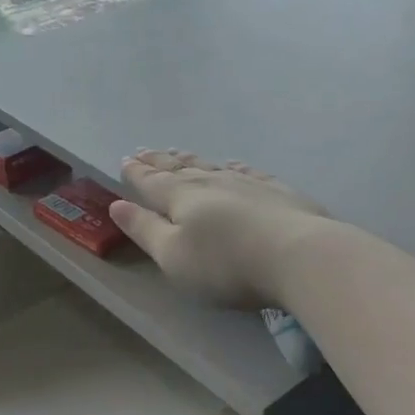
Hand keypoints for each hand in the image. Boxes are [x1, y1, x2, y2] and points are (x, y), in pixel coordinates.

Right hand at [110, 150, 329, 309]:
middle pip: (179, 168)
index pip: (152, 182)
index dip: (136, 173)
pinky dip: (234, 166)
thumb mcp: (172, 256)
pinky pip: (248, 172)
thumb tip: (116, 204)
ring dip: (191, 159)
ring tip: (178, 152)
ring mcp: (246, 183)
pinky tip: (233, 163)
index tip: (125, 160)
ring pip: (211, 165)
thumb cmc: (225, 264)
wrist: (299, 256)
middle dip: (159, 161)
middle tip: (144, 150)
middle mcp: (211, 182)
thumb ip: (144, 229)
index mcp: (180, 198)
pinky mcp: (277, 192)